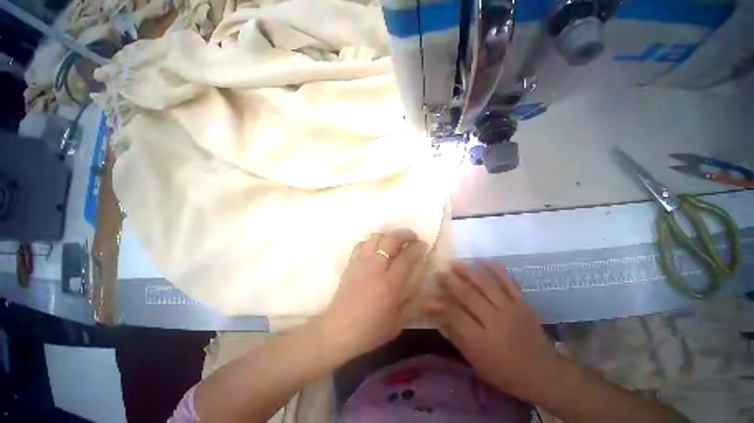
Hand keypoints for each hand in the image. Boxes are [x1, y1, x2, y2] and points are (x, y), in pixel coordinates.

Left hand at [318, 229, 427, 360]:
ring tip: (394, 241)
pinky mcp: (350, 264)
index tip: (423, 245)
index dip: (417, 248)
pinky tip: (376, 247)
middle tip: (412, 237)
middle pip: (391, 240)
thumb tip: (423, 286)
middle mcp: (375, 267)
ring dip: (387, 235)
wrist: (338, 330)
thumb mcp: (398, 323)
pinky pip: (361, 244)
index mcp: (389, 284)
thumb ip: (413, 303)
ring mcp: (361, 263)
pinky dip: (371, 241)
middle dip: (405, 234)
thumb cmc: (370, 330)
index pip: (406, 257)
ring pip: (375, 237)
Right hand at [424, 261, 554, 396]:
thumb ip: (455, 337)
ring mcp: (511, 309)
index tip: (427, 299)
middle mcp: (495, 320)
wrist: (543, 373)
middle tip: (439, 273)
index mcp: (482, 340)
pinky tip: (482, 261)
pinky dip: (495, 269)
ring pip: (486, 283)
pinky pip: (508, 281)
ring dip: (468, 271)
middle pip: (468, 294)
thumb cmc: (504, 371)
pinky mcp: (522, 303)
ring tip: (455, 263)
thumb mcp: (475, 361)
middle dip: (450, 282)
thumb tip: (436, 318)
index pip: (455, 316)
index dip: (438, 306)